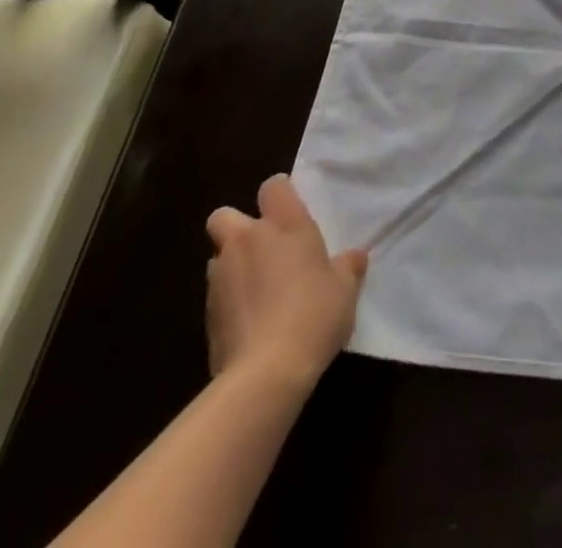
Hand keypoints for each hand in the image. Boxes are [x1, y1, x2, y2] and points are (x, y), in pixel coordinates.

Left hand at [205, 175, 366, 389]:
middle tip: (262, 247)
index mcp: (285, 225)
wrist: (265, 373)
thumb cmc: (314, 315)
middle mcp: (247, 241)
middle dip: (236, 226)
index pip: (273, 187)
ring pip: (218, 257)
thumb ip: (348, 267)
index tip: (291, 210)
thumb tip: (355, 256)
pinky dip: (230, 301)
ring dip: (233, 266)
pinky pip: (217, 294)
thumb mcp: (345, 290)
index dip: (279, 194)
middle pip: (225, 216)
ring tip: (258, 290)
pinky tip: (250, 322)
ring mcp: (221, 277)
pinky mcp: (206, 315)